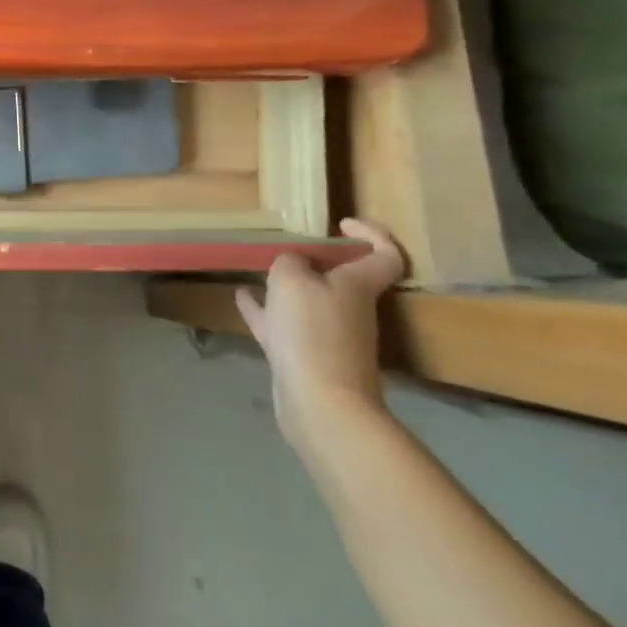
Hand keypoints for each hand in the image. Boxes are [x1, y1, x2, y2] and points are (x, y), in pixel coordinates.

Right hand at [236, 219, 405, 454]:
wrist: (320, 404)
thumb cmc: (312, 331)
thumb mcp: (291, 279)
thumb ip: (289, 262)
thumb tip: (292, 263)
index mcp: (358, 285)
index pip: (385, 254)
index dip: (372, 233)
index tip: (342, 223)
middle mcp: (349, 309)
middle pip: (344, 278)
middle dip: (320, 261)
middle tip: (292, 246)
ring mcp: (328, 336)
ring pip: (309, 301)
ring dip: (289, 285)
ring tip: (261, 268)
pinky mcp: (306, 358)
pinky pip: (283, 325)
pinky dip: (264, 310)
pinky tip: (241, 297)